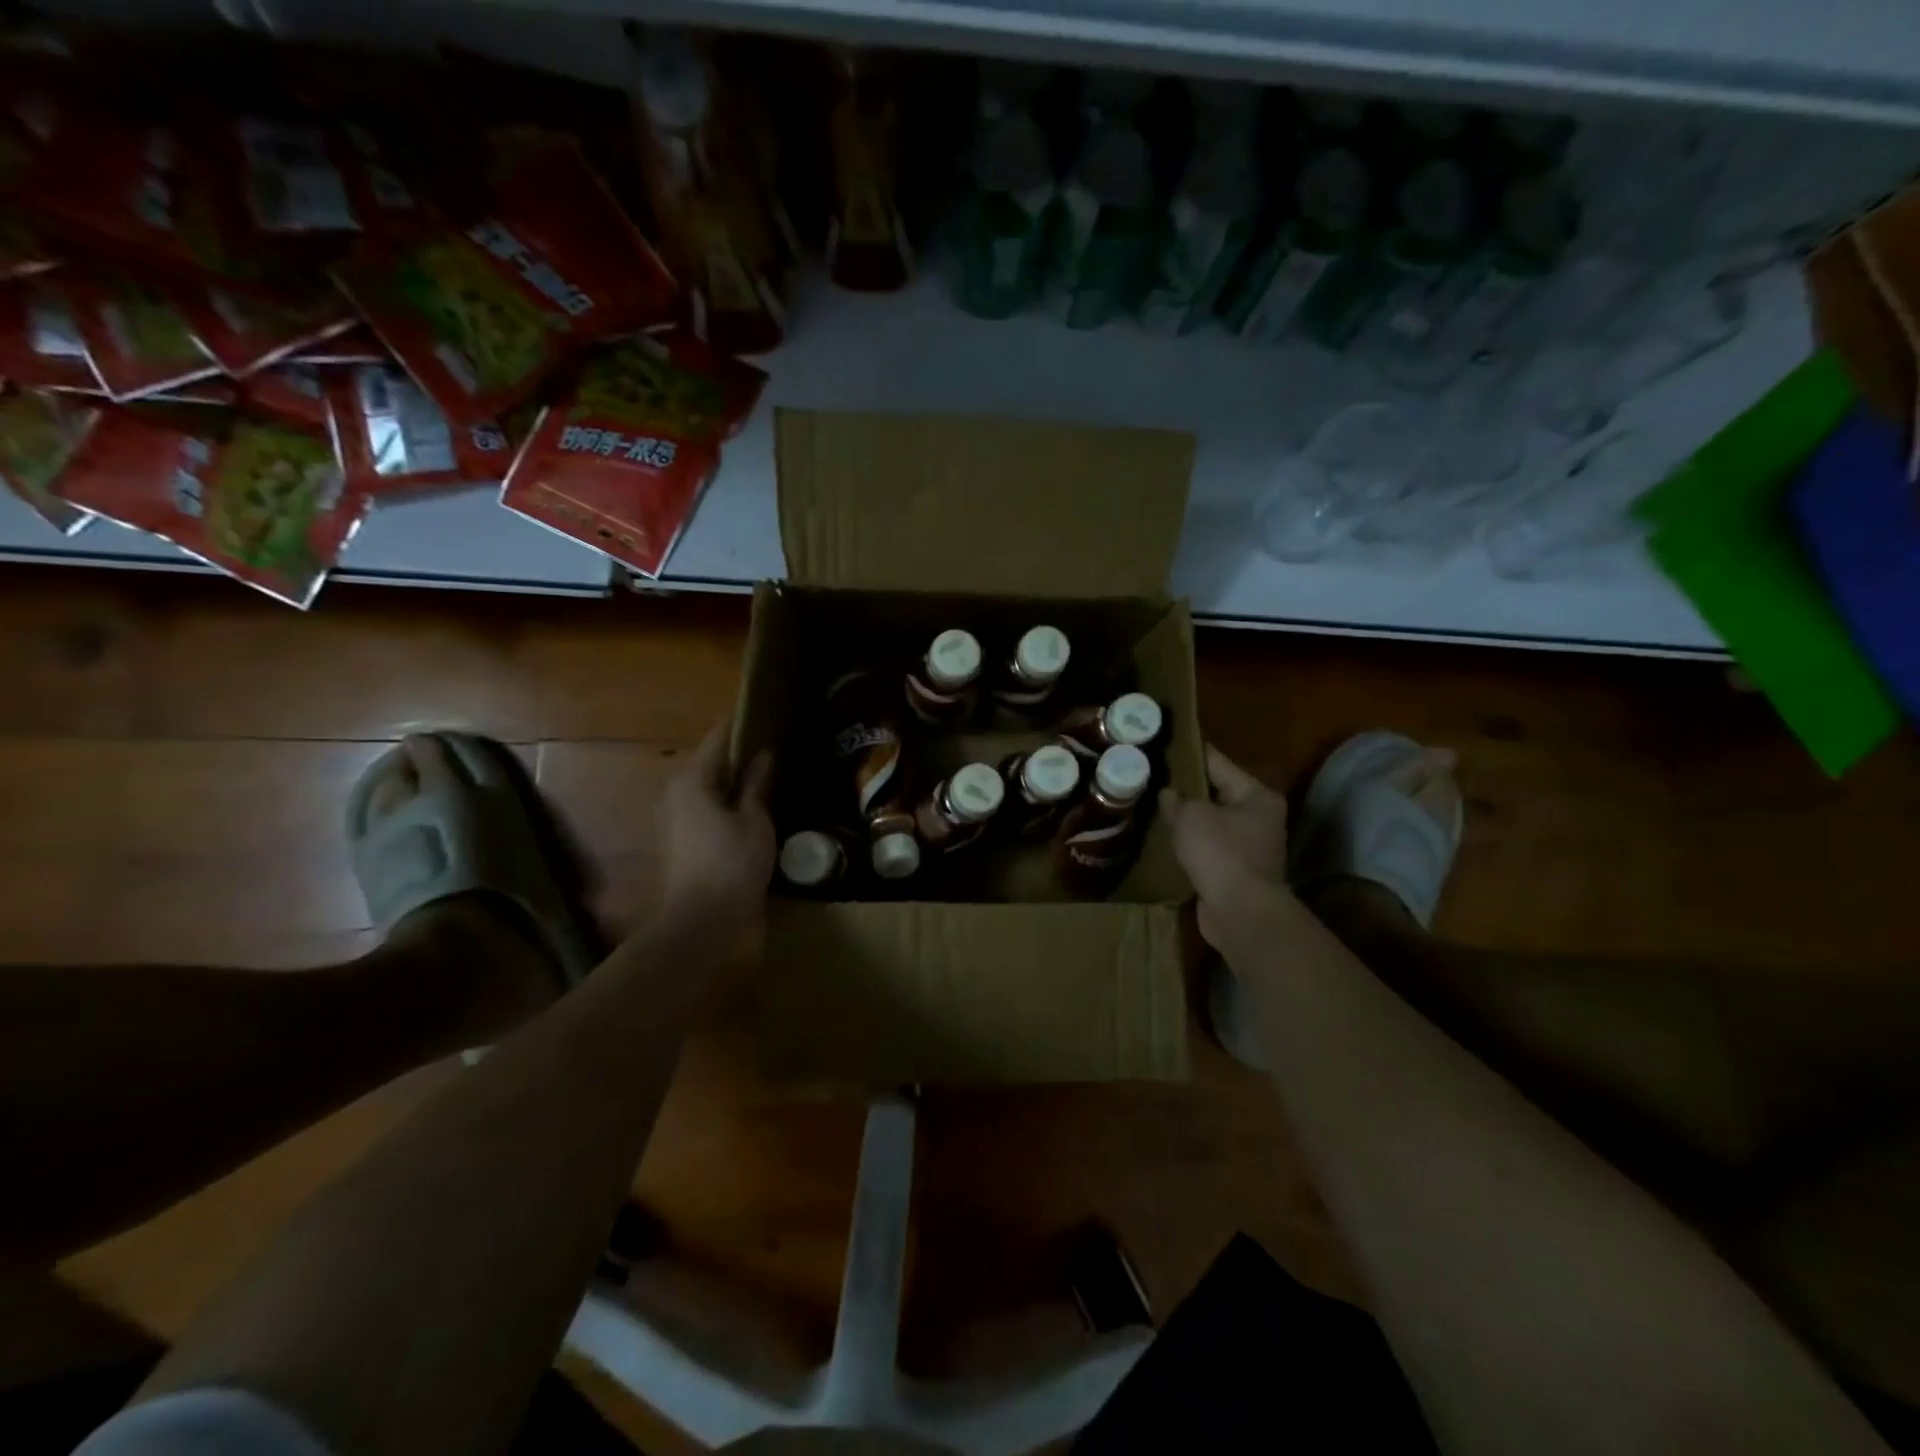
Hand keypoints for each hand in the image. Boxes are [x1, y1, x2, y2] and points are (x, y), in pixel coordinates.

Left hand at [658, 719, 774, 925]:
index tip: (760, 710)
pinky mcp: (676, 837)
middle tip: (768, 742)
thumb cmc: (733, 863)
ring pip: (704, 785)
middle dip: (736, 752)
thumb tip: (761, 756)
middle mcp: (674, 791)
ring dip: (729, 778)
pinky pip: (701, 804)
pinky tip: (745, 803)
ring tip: (761, 771)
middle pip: (709, 761)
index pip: (718, 738)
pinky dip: (721, 798)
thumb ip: (755, 785)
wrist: (702, 918)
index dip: (739, 723)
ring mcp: (671, 815)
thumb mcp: (754, 820)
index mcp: (693, 779)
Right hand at [1160, 745, 1289, 948]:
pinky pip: (1209, 848)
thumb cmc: (1221, 853)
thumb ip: (1176, 799)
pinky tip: (1165, 840)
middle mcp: (1260, 817)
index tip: (1167, 744)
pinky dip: (1191, 845)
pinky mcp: (1237, 872)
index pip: (1218, 763)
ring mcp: (1251, 847)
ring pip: (1212, 823)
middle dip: (1187, 789)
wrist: (1241, 913)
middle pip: (1217, 793)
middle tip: (1154, 778)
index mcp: (1256, 795)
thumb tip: (1168, 793)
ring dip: (1188, 820)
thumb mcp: (1191, 816)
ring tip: (1154, 807)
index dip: (1191, 753)